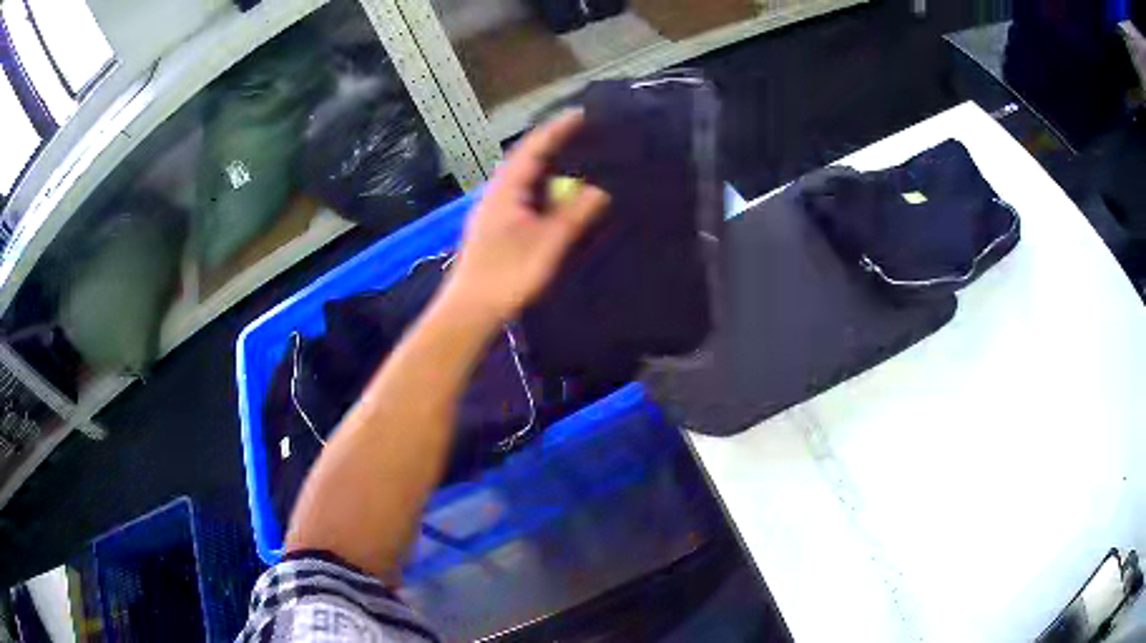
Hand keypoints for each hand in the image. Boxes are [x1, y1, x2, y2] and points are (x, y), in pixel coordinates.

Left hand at [442, 111, 609, 324]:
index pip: (533, 149)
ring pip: (524, 180)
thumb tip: (600, 189)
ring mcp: (493, 212)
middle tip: (582, 135)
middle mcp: (497, 194)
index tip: (581, 114)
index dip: (557, 130)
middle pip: (526, 160)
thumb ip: (574, 214)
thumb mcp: (547, 243)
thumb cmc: (507, 274)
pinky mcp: (495, 229)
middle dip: (553, 145)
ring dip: (547, 168)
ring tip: (574, 162)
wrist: (470, 310)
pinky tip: (555, 199)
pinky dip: (542, 189)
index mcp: (506, 190)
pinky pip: (523, 196)